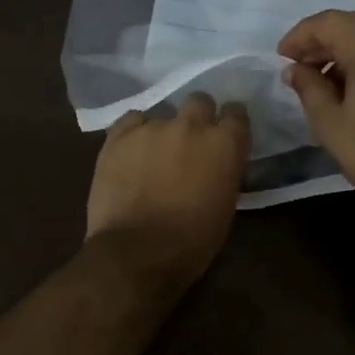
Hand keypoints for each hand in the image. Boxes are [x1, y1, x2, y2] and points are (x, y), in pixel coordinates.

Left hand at [86, 94, 250, 282]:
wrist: (137, 252)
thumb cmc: (192, 241)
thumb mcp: (225, 206)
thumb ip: (224, 172)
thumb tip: (217, 165)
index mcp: (225, 144)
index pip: (236, 113)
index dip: (230, 124)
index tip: (226, 136)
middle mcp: (191, 125)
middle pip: (199, 101)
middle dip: (198, 118)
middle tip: (190, 142)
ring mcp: (152, 127)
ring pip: (162, 113)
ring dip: (163, 130)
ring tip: (154, 154)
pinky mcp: (118, 135)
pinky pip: (132, 121)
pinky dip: (135, 133)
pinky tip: (132, 153)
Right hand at [278, 10, 354, 223]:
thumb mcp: (330, 123)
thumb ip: (308, 88)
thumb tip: (295, 70)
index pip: (327, 23)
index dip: (299, 37)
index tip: (281, 57)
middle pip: (352, 24)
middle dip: (322, 42)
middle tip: (300, 67)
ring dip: (346, 51)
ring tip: (324, 80)